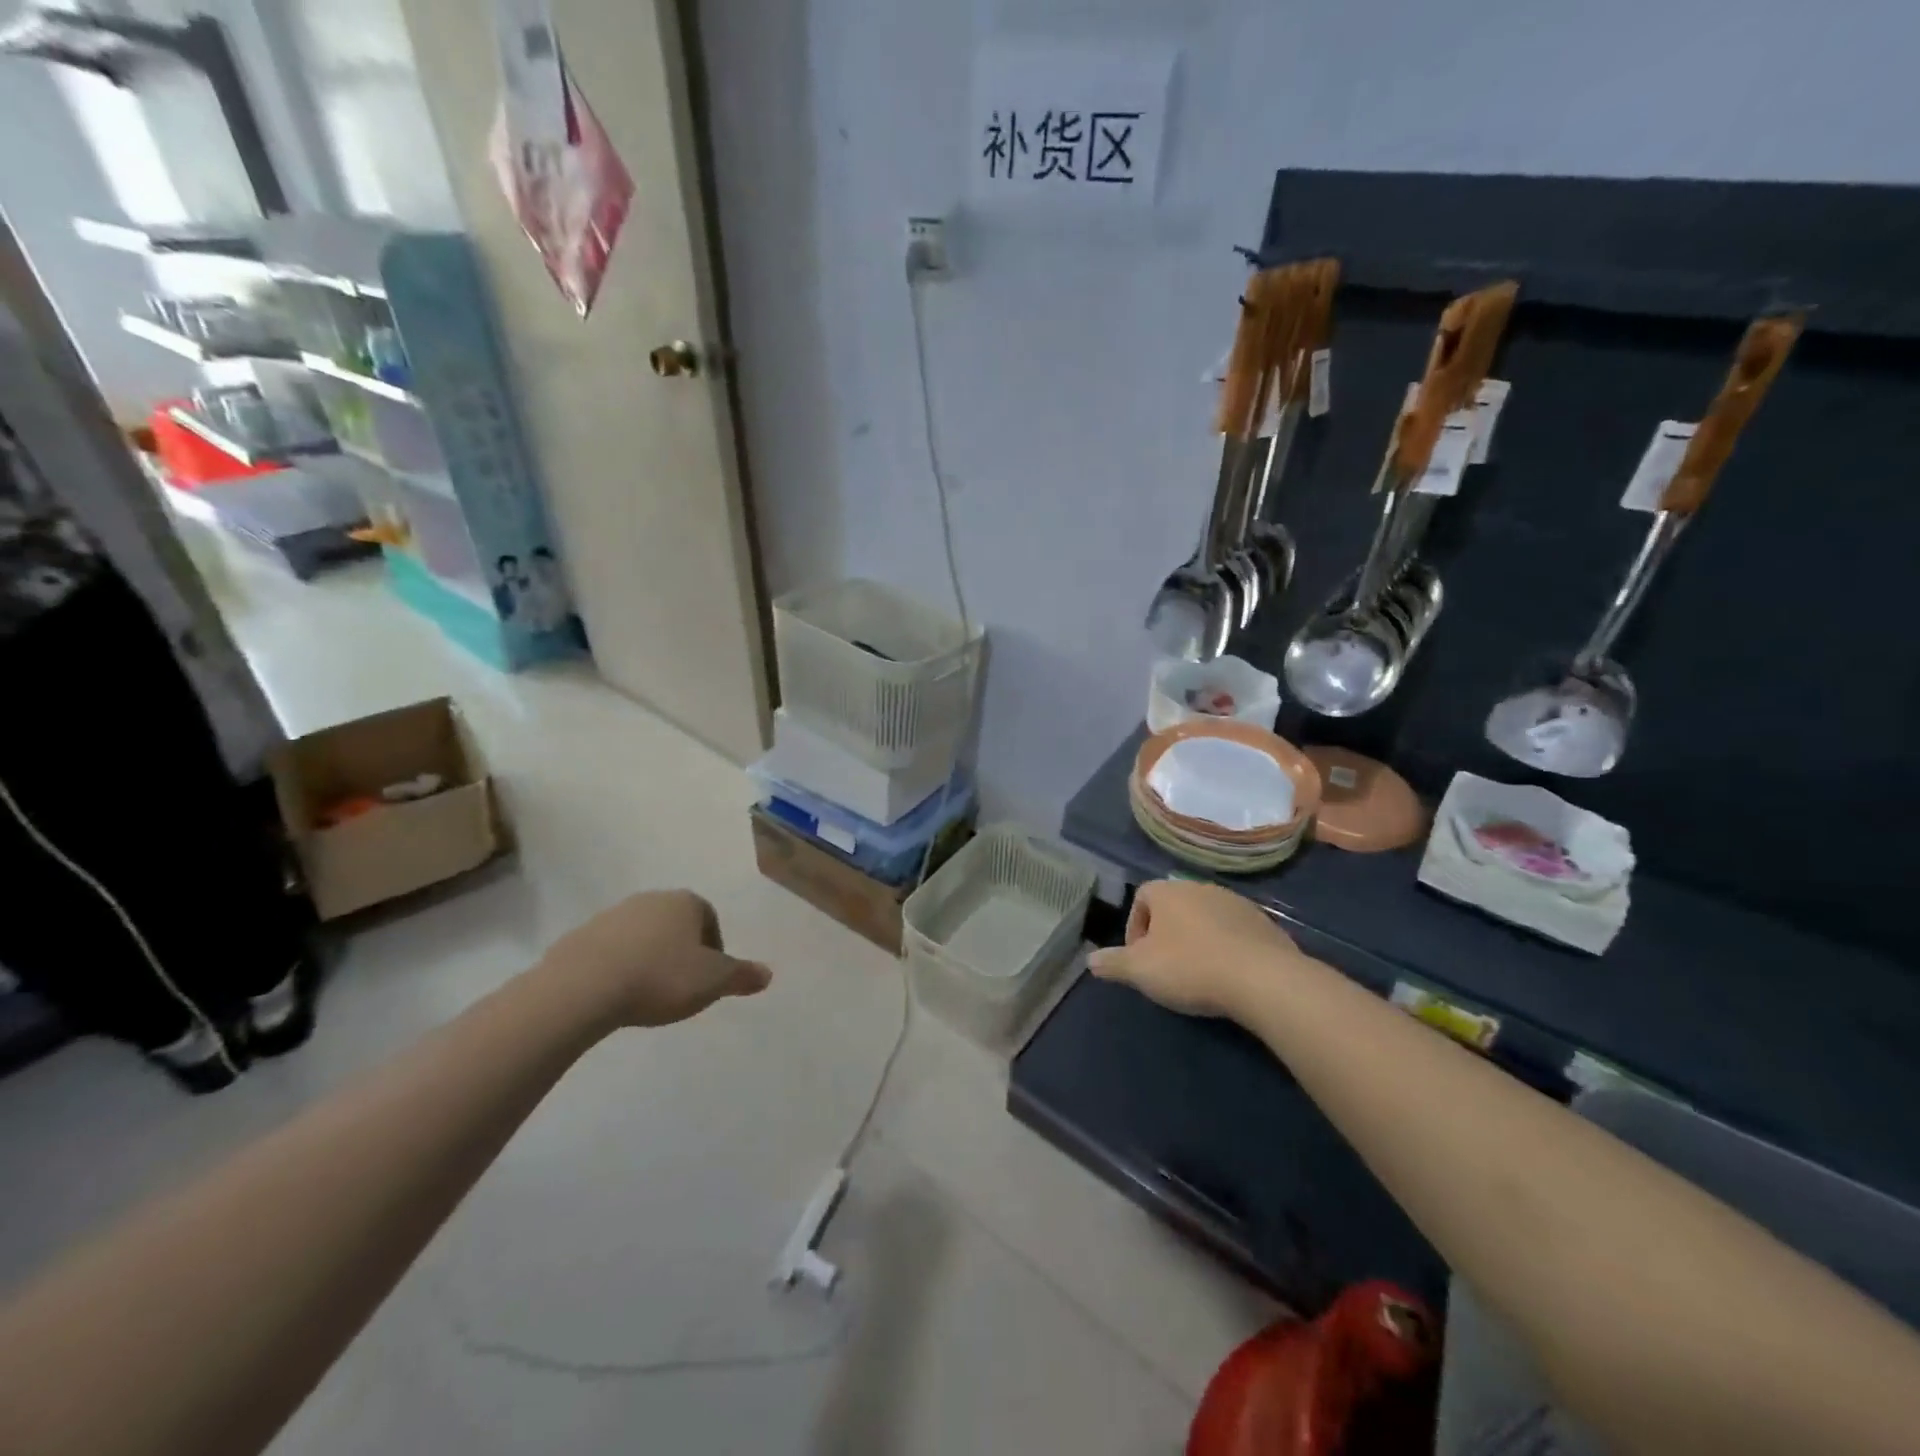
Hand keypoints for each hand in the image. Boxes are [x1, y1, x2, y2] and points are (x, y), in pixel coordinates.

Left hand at [540, 891, 770, 1028]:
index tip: (708, 979)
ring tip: (647, 994)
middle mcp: (650, 899)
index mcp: (685, 902)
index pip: (710, 919)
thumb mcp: (713, 981)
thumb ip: (742, 975)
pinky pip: (610, 951)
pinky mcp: (580, 936)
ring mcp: (612, 915)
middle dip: (681, 952)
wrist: (583, 988)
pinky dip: (618, 968)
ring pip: (642, 936)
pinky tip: (617, 995)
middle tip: (681, 987)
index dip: (714, 949)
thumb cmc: (660, 978)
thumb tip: (767, 974)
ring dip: (648, 958)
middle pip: (675, 925)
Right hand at [1088, 880, 1302, 1018]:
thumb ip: (1113, 963)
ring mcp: (1236, 903)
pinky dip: (1226, 948)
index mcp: (1168, 892)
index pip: (1141, 897)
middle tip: (1165, 967)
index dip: (1134, 926)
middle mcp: (1200, 887)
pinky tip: (1228, 975)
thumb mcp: (1140, 970)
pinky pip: (1235, 932)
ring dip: (1197, 939)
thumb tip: (1090, 961)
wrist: (1262, 978)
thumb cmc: (1190, 967)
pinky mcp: (1264, 923)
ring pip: (1205, 917)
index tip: (1137, 957)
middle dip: (1166, 933)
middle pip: (1174, 906)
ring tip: (1197, 973)